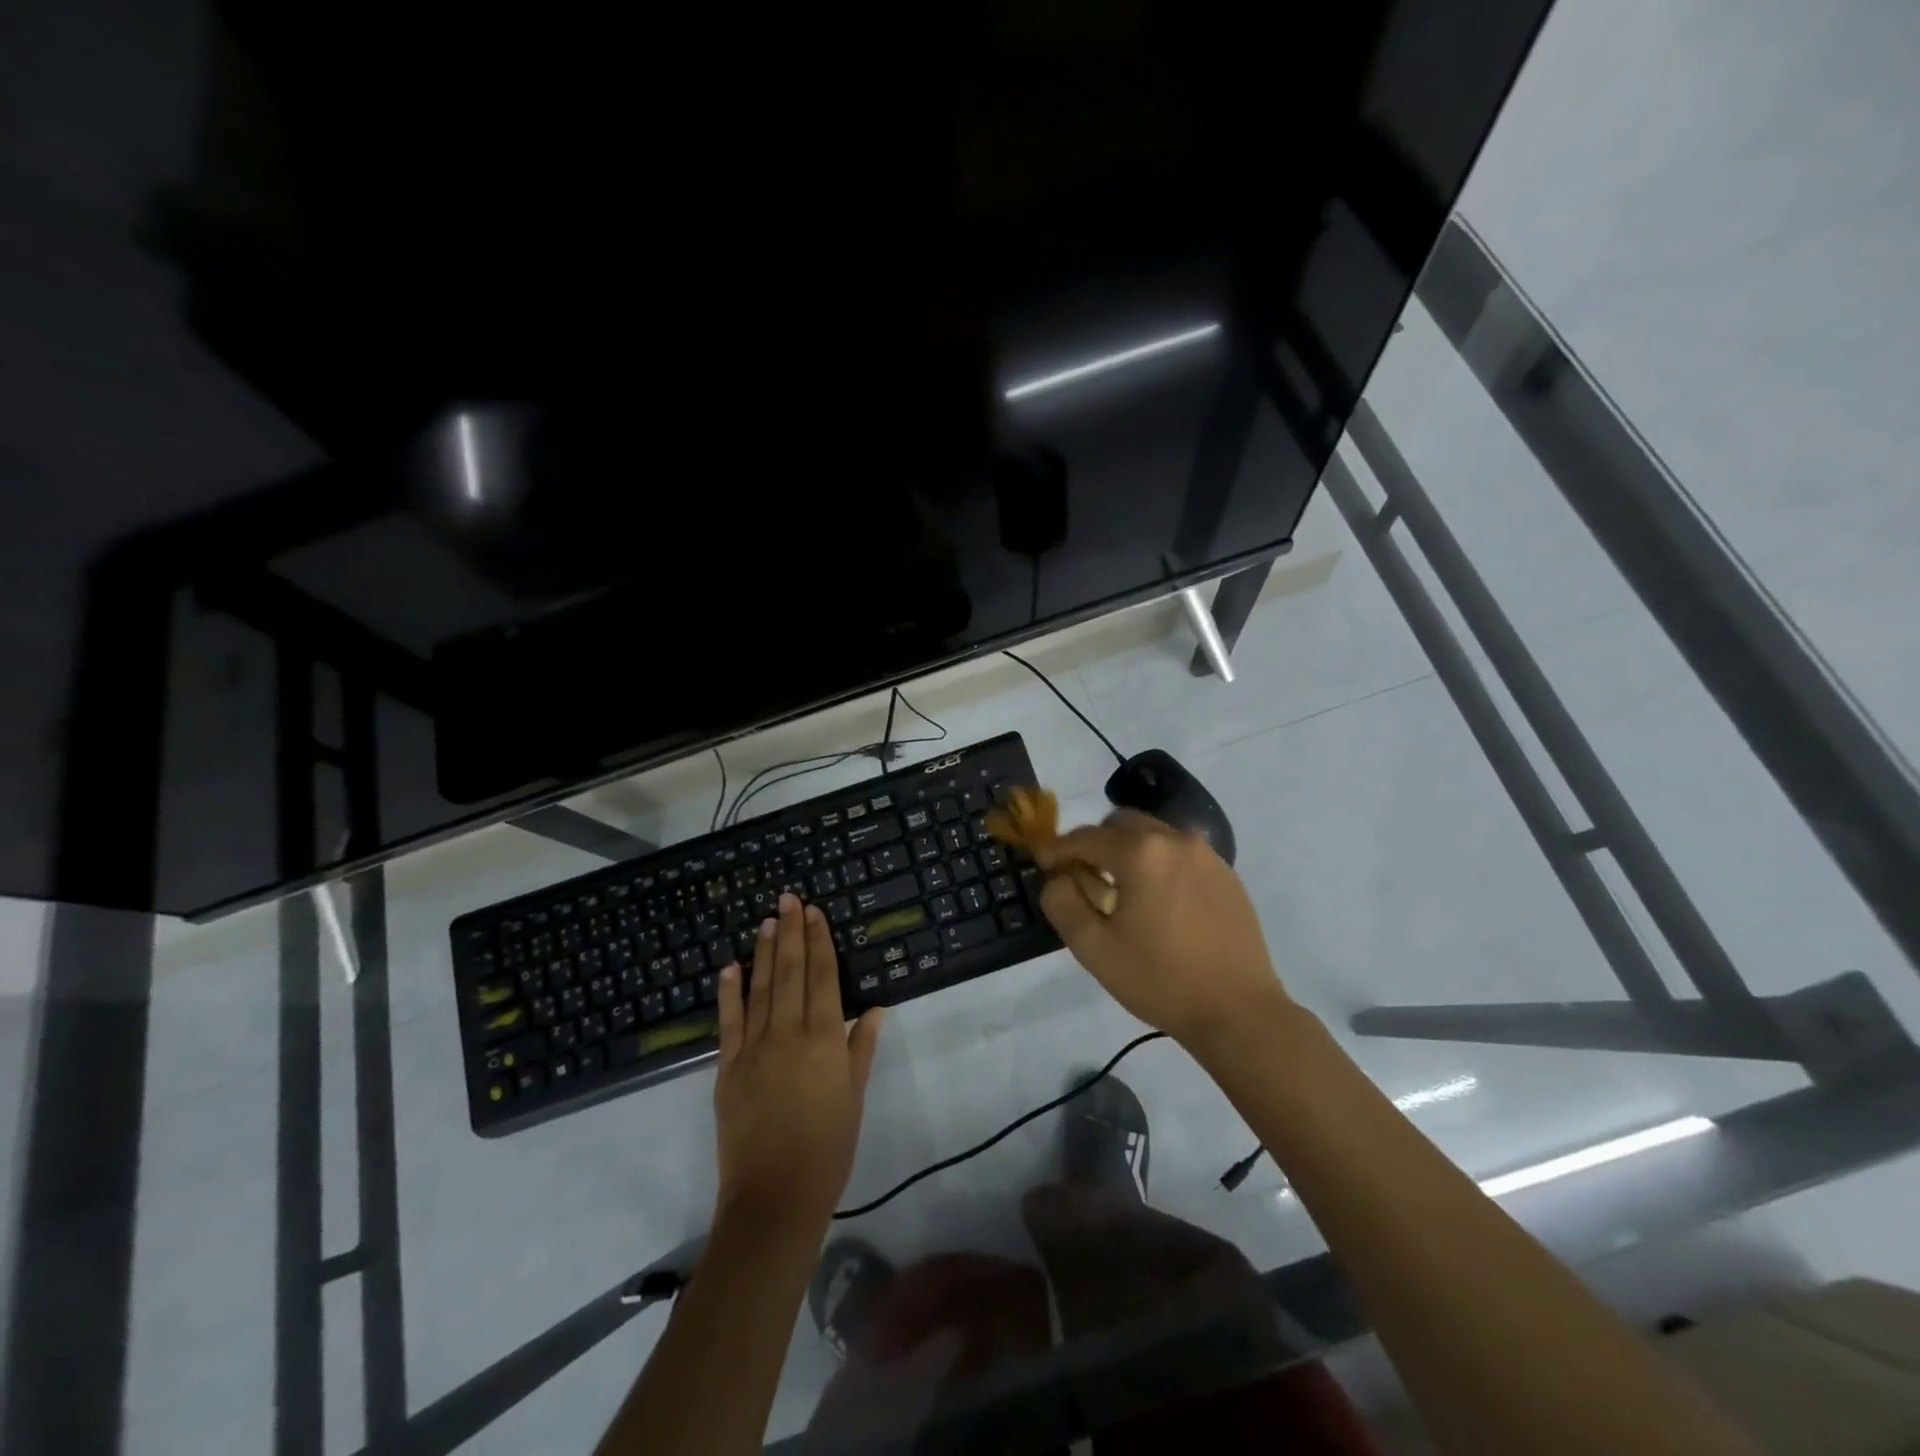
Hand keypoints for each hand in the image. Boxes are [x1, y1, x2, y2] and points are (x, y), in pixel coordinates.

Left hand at [713, 893, 884, 1230]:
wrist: (775, 1197)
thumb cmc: (828, 1148)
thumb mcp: (854, 1097)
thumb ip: (861, 1048)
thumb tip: (874, 1008)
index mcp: (823, 1039)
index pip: (822, 977)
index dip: (819, 942)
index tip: (815, 912)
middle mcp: (788, 1034)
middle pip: (790, 973)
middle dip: (791, 933)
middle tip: (789, 899)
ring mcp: (753, 1049)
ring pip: (759, 989)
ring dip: (763, 952)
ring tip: (766, 920)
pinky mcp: (727, 1069)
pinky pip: (728, 1023)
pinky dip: (729, 992)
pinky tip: (730, 967)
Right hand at [1033, 810, 1288, 1049]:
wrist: (1239, 1012)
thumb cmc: (1160, 980)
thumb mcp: (1094, 948)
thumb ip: (1063, 903)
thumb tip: (1058, 878)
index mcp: (1141, 852)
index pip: (1085, 837)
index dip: (1057, 849)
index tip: (1042, 864)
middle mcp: (1175, 839)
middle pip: (1121, 824)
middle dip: (1095, 844)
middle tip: (1083, 878)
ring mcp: (1206, 854)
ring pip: (1153, 835)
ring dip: (1128, 851)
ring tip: (1121, 891)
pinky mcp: (1226, 874)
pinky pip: (1180, 853)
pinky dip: (1159, 864)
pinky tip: (1159, 902)